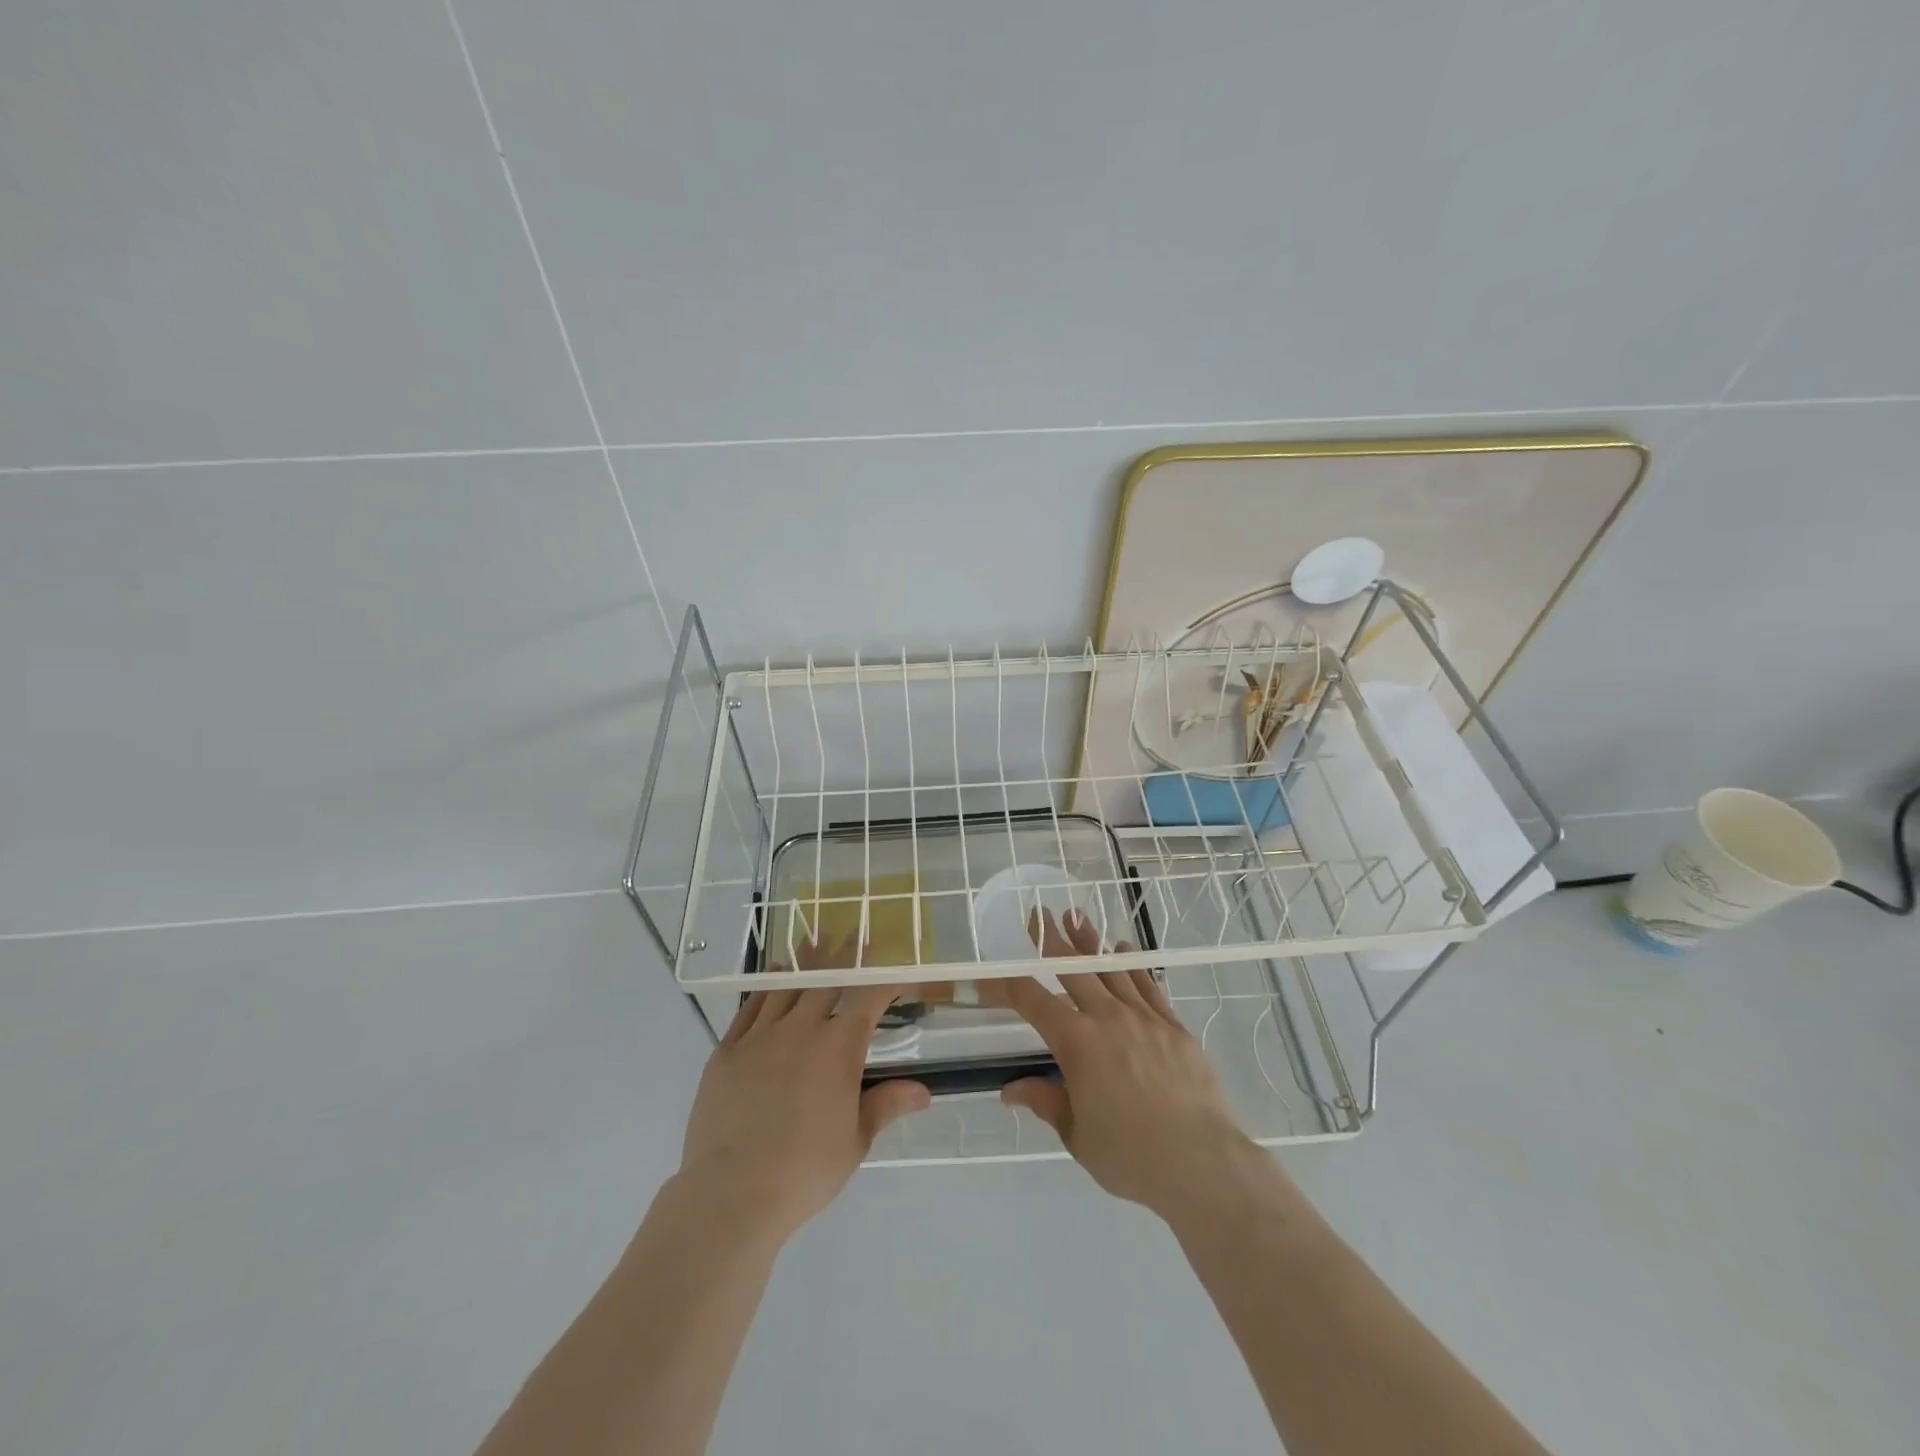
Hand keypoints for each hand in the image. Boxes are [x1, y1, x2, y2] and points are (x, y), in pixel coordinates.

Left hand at [676, 934, 929, 1244]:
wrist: (731, 1193)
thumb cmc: (804, 1171)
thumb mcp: (854, 1141)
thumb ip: (886, 1105)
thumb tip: (924, 1091)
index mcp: (838, 1050)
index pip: (868, 998)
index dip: (883, 977)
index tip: (894, 964)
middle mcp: (801, 1030)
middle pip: (826, 980)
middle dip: (844, 955)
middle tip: (853, 931)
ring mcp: (759, 1037)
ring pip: (786, 986)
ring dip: (804, 962)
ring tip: (815, 939)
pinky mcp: (726, 1051)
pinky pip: (750, 1008)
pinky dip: (765, 988)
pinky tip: (772, 977)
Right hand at [988, 910, 1258, 1223]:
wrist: (1202, 1162)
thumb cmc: (1131, 1157)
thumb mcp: (1078, 1136)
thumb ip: (1046, 1102)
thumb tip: (1010, 1090)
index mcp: (1077, 1043)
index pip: (1033, 1001)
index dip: (1006, 986)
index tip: (989, 977)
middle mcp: (1108, 1018)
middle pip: (1074, 968)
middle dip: (1052, 940)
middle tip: (1039, 916)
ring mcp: (1144, 1017)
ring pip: (1112, 968)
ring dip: (1091, 941)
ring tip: (1076, 917)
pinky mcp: (1173, 1026)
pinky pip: (1148, 984)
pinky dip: (1132, 964)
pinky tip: (1124, 949)